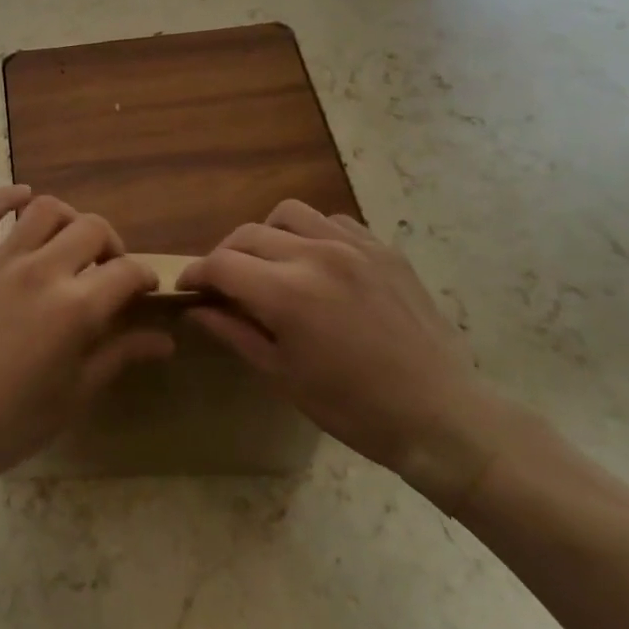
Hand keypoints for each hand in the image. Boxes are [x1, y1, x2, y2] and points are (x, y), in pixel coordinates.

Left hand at [0, 186, 173, 485]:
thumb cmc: (14, 420)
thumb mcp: (77, 393)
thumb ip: (120, 355)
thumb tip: (165, 340)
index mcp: (76, 307)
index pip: (126, 271)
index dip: (144, 276)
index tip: (145, 288)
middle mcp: (42, 270)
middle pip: (91, 228)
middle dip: (111, 245)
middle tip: (108, 268)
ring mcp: (0, 260)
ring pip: (44, 210)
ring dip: (67, 219)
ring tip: (69, 240)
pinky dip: (6, 197)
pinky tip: (22, 198)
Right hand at [181, 201, 518, 510]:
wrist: (440, 415)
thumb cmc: (354, 408)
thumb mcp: (283, 376)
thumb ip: (235, 332)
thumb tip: (197, 310)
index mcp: (286, 292)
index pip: (222, 263)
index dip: (197, 273)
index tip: (188, 288)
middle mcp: (315, 254)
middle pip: (248, 233)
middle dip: (225, 255)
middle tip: (223, 282)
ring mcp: (353, 245)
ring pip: (289, 213)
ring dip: (267, 234)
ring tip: (271, 263)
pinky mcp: (382, 248)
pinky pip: (333, 221)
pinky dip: (312, 233)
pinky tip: (317, 262)